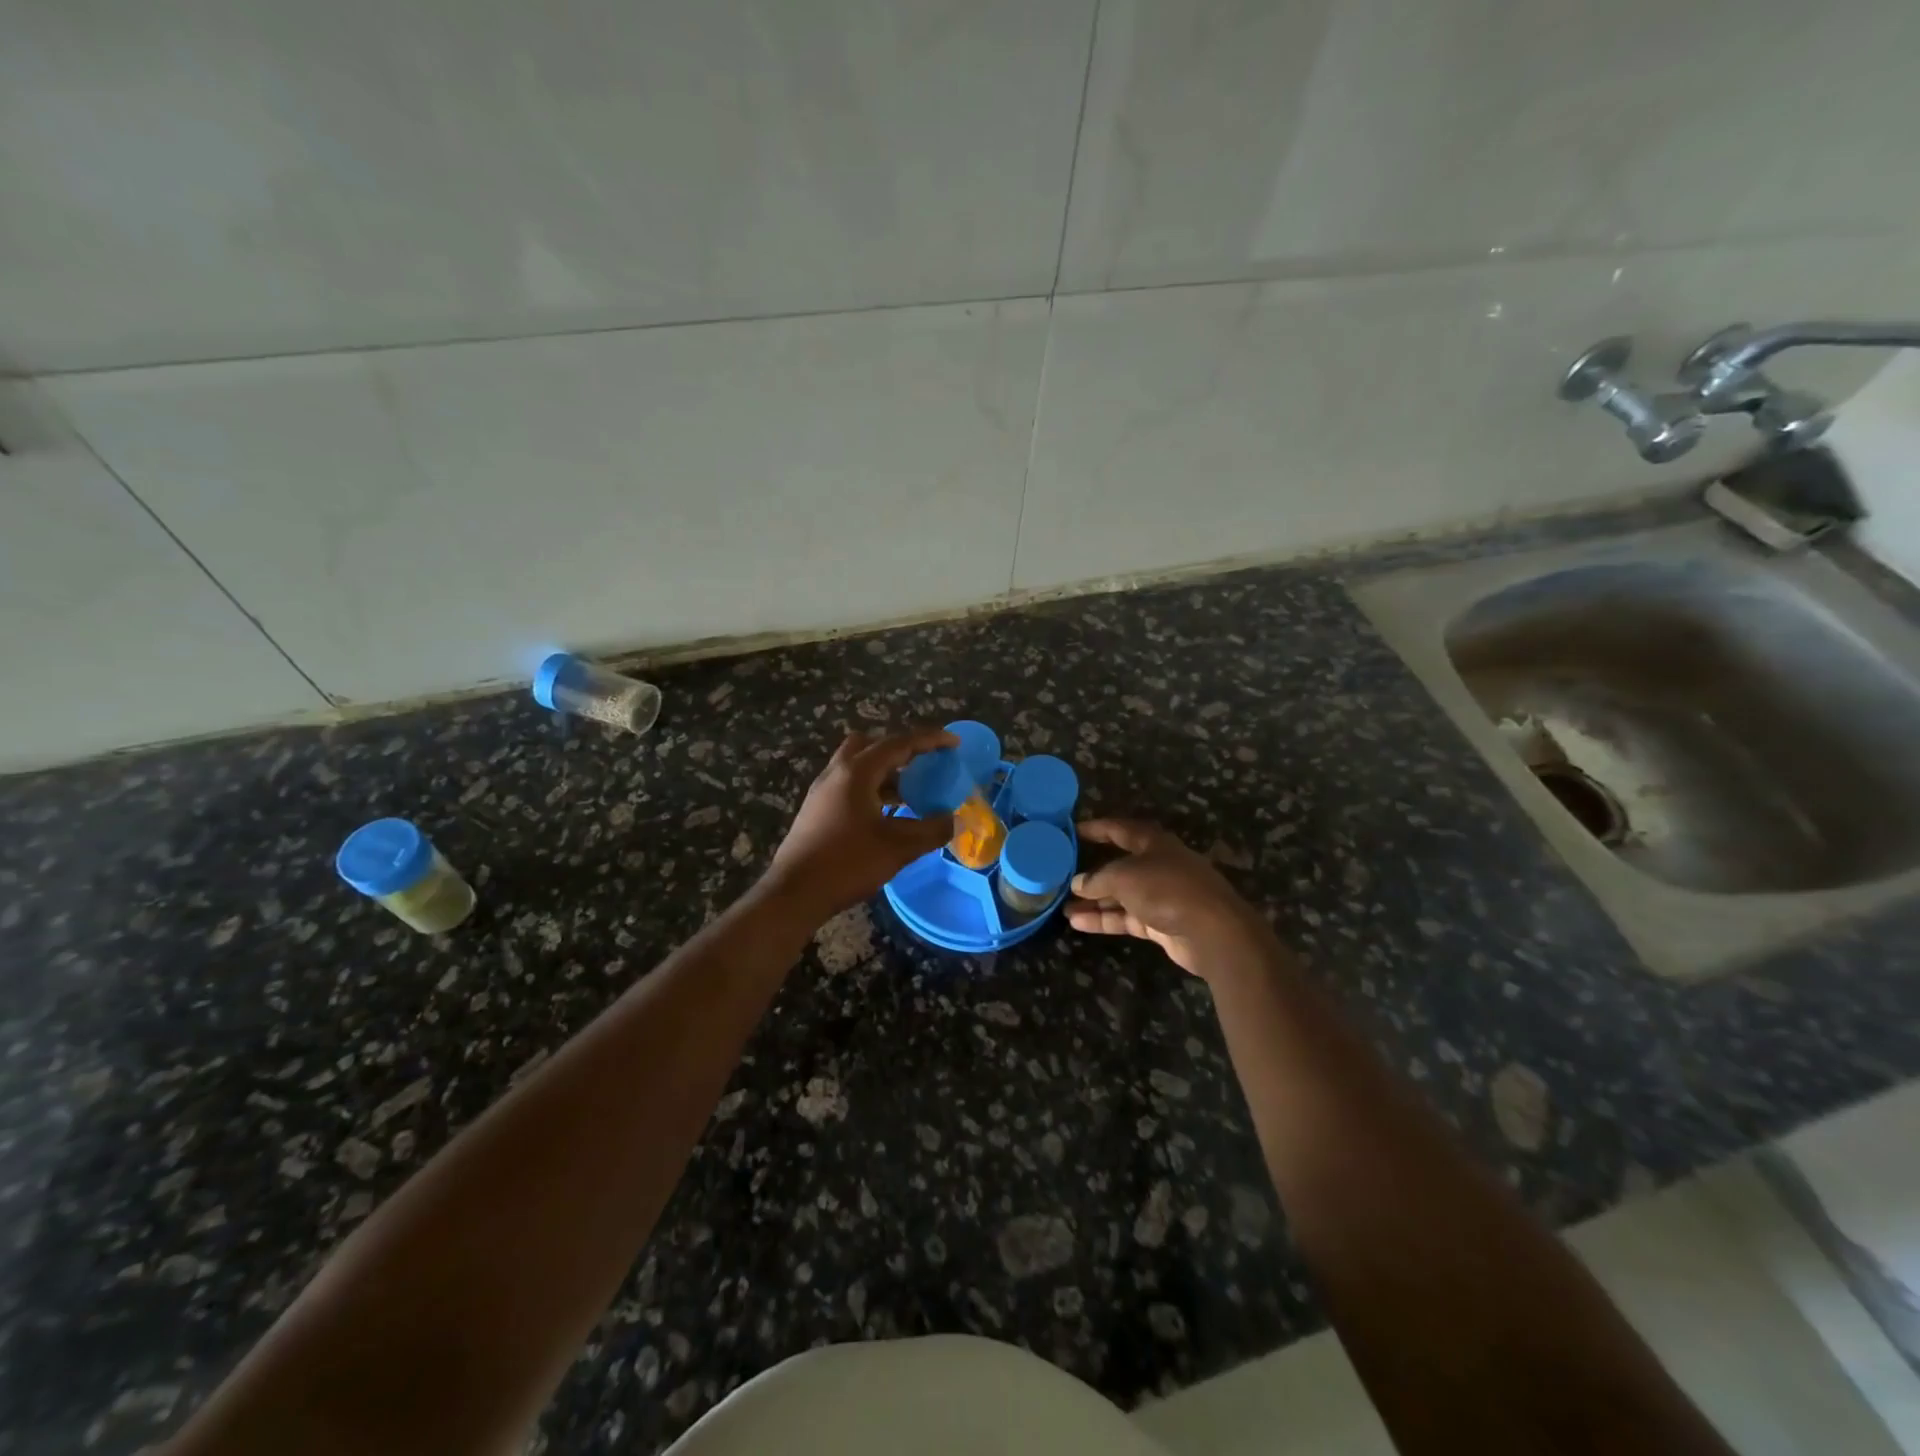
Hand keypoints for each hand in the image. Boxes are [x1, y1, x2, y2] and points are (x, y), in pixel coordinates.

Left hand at [764, 729, 957, 920]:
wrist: (794, 893)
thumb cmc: (847, 863)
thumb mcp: (898, 847)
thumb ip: (931, 830)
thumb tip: (953, 820)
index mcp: (857, 772)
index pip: (898, 744)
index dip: (929, 740)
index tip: (953, 743)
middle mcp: (837, 773)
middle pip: (871, 745)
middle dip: (901, 750)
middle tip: (924, 764)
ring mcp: (822, 790)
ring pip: (858, 766)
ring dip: (886, 772)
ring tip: (911, 792)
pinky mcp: (817, 809)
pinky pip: (850, 785)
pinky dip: (872, 788)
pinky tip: (886, 814)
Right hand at [1065, 820, 1273, 979]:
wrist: (1213, 932)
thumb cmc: (1167, 889)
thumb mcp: (1124, 877)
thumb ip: (1098, 879)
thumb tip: (1077, 883)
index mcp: (1153, 843)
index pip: (1120, 830)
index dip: (1096, 829)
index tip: (1072, 831)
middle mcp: (1157, 866)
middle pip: (1119, 865)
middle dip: (1092, 874)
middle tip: (1063, 877)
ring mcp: (1160, 896)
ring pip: (1121, 895)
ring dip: (1094, 901)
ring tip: (1063, 908)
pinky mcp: (1161, 923)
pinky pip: (1126, 917)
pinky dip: (1105, 920)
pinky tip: (1078, 924)